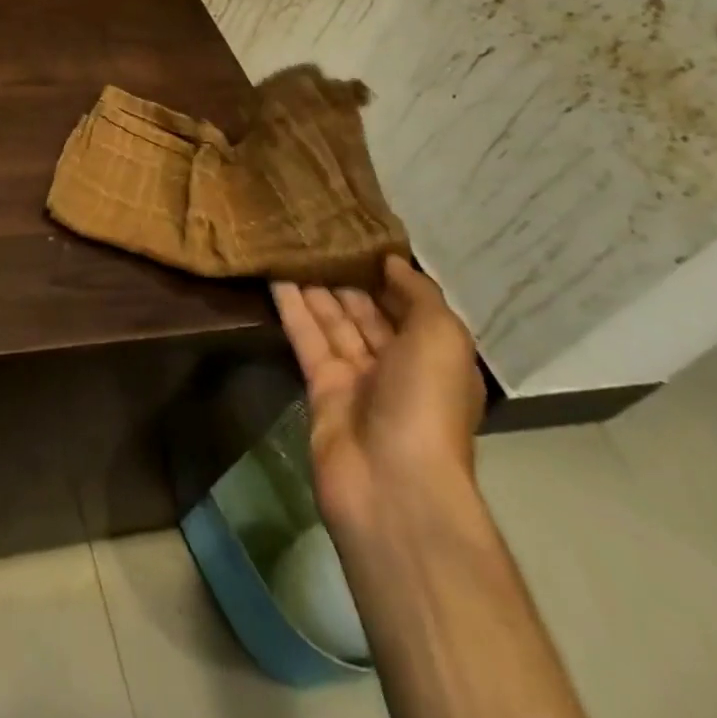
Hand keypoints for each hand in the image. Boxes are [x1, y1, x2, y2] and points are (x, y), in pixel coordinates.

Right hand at [273, 255, 485, 529]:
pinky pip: (306, 338)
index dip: (387, 273)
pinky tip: (274, 275)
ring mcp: (357, 379)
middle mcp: (398, 366)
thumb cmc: (427, 403)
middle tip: (317, 234)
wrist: (392, 483)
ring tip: (291, 245)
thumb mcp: (442, 337)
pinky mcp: (320, 388)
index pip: (409, 306)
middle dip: (347, 276)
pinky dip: (292, 307)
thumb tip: (391, 261)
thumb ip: (419, 294)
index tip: (359, 234)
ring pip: (333, 322)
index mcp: (436, 357)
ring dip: (315, 286)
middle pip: (368, 312)